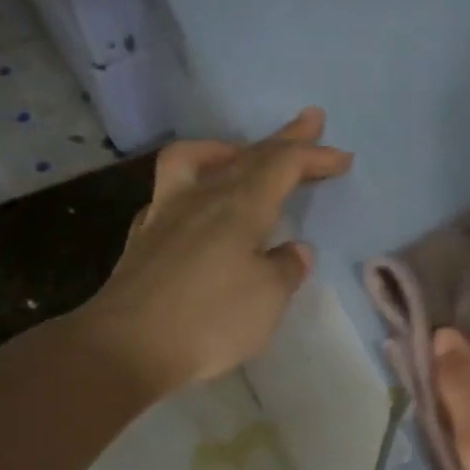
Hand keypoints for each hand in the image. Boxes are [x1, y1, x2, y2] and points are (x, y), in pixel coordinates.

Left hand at [79, 108, 351, 395]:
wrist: (125, 347)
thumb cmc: (209, 320)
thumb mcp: (267, 299)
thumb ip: (285, 268)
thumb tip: (295, 249)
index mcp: (239, 208)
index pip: (283, 166)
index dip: (314, 156)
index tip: (343, 157)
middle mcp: (202, 200)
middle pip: (248, 156)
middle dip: (284, 139)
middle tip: (310, 122)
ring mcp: (165, 215)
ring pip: (197, 161)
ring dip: (227, 150)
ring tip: (240, 154)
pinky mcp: (143, 239)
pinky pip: (170, 192)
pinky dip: (193, 186)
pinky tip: (196, 205)